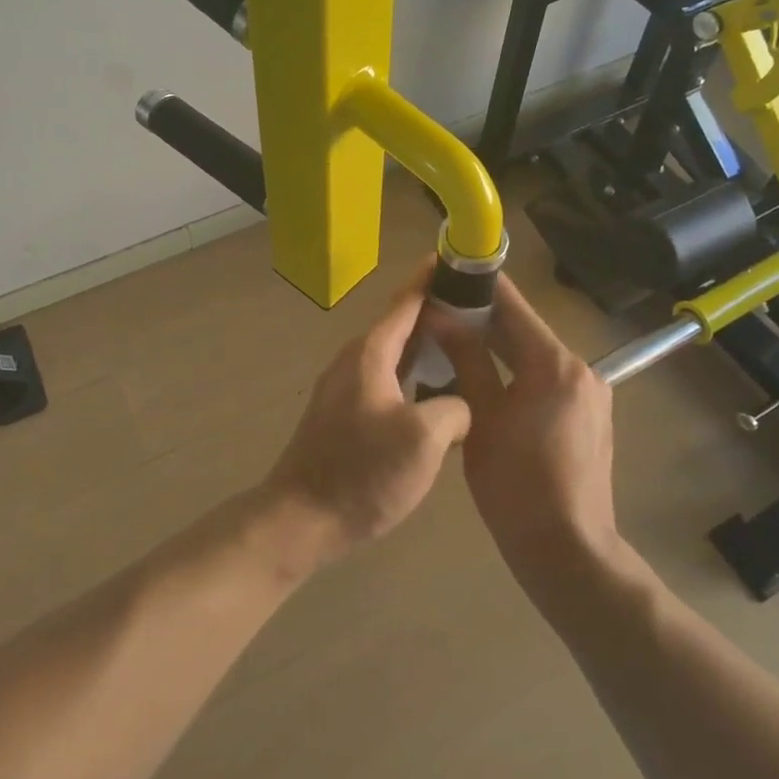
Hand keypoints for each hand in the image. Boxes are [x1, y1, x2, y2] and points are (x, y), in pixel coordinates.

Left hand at [259, 270, 472, 570]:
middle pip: (400, 325)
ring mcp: (345, 387)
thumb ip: (453, 408)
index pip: (406, 302)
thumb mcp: (423, 440)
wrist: (300, 518)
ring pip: (394, 355)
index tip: (456, 259)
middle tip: (478, 309)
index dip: (431, 278)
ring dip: (426, 347)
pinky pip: (386, 379)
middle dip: (436, 312)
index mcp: (370, 354)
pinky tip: (436, 395)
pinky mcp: (344, 414)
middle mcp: (354, 360)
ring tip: (465, 348)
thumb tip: (458, 405)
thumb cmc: (362, 474)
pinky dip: (413, 376)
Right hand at [437, 274, 621, 580]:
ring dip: (497, 345)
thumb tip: (441, 316)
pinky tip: (483, 375)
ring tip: (452, 336)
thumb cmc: (518, 487)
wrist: (569, 553)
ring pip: (534, 354)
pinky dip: (515, 370)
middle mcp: (580, 368)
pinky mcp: (587, 415)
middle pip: (524, 329)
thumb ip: (465, 360)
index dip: (479, 284)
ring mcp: (589, 393)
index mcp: (555, 364)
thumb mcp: (482, 418)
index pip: (513, 306)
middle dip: (482, 317)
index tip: (448, 269)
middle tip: (438, 306)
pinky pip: (545, 378)